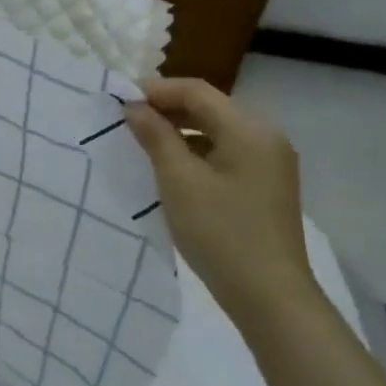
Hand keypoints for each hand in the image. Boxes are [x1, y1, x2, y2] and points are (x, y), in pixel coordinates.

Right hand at [125, 78, 320, 335]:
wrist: (268, 295)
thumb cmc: (220, 232)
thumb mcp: (178, 180)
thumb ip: (155, 136)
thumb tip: (134, 107)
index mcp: (249, 129)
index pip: (196, 91)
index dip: (154, 90)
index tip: (117, 101)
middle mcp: (265, 137)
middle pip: (208, 107)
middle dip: (164, 109)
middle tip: (124, 121)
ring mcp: (268, 162)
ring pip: (214, 130)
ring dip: (177, 130)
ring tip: (140, 143)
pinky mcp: (263, 185)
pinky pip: (223, 152)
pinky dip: (193, 151)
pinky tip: (168, 168)